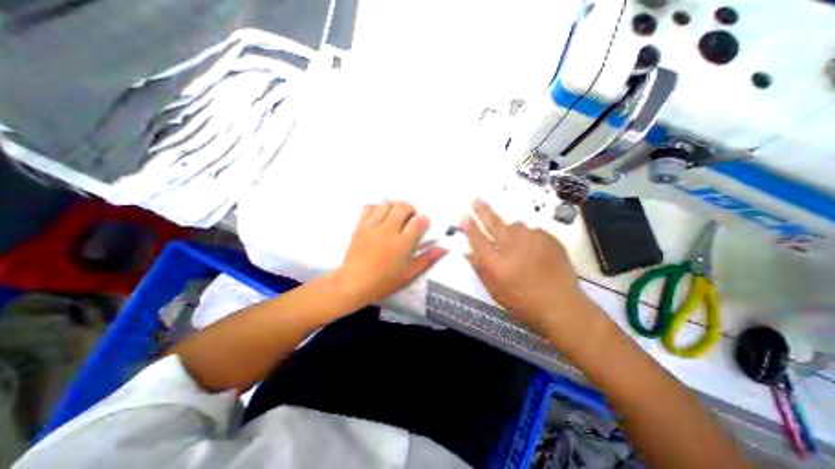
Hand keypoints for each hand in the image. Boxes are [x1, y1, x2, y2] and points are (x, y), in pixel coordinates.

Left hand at [336, 201, 446, 306]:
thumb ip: (427, 259)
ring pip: (388, 204)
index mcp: (403, 243)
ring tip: (396, 216)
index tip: (424, 224)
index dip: (424, 220)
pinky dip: (378, 207)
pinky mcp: (360, 225)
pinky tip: (380, 216)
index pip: (419, 221)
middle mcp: (389, 230)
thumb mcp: (409, 274)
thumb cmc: (383, 282)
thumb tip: (444, 248)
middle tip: (410, 219)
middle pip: (403, 207)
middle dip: (411, 209)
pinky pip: (370, 207)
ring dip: (396, 207)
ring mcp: (373, 226)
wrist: (353, 284)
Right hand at [460, 199, 597, 334]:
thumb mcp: (496, 291)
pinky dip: (528, 237)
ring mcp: (533, 241)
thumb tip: (468, 253)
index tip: (464, 216)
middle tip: (476, 201)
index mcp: (497, 263)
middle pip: (494, 224)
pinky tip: (532, 249)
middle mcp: (513, 247)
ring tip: (513, 240)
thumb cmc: (524, 303)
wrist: (562, 306)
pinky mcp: (549, 239)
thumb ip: (481, 270)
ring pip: (515, 226)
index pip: (478, 240)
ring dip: (509, 229)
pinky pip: (532, 232)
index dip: (470, 227)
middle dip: (483, 212)